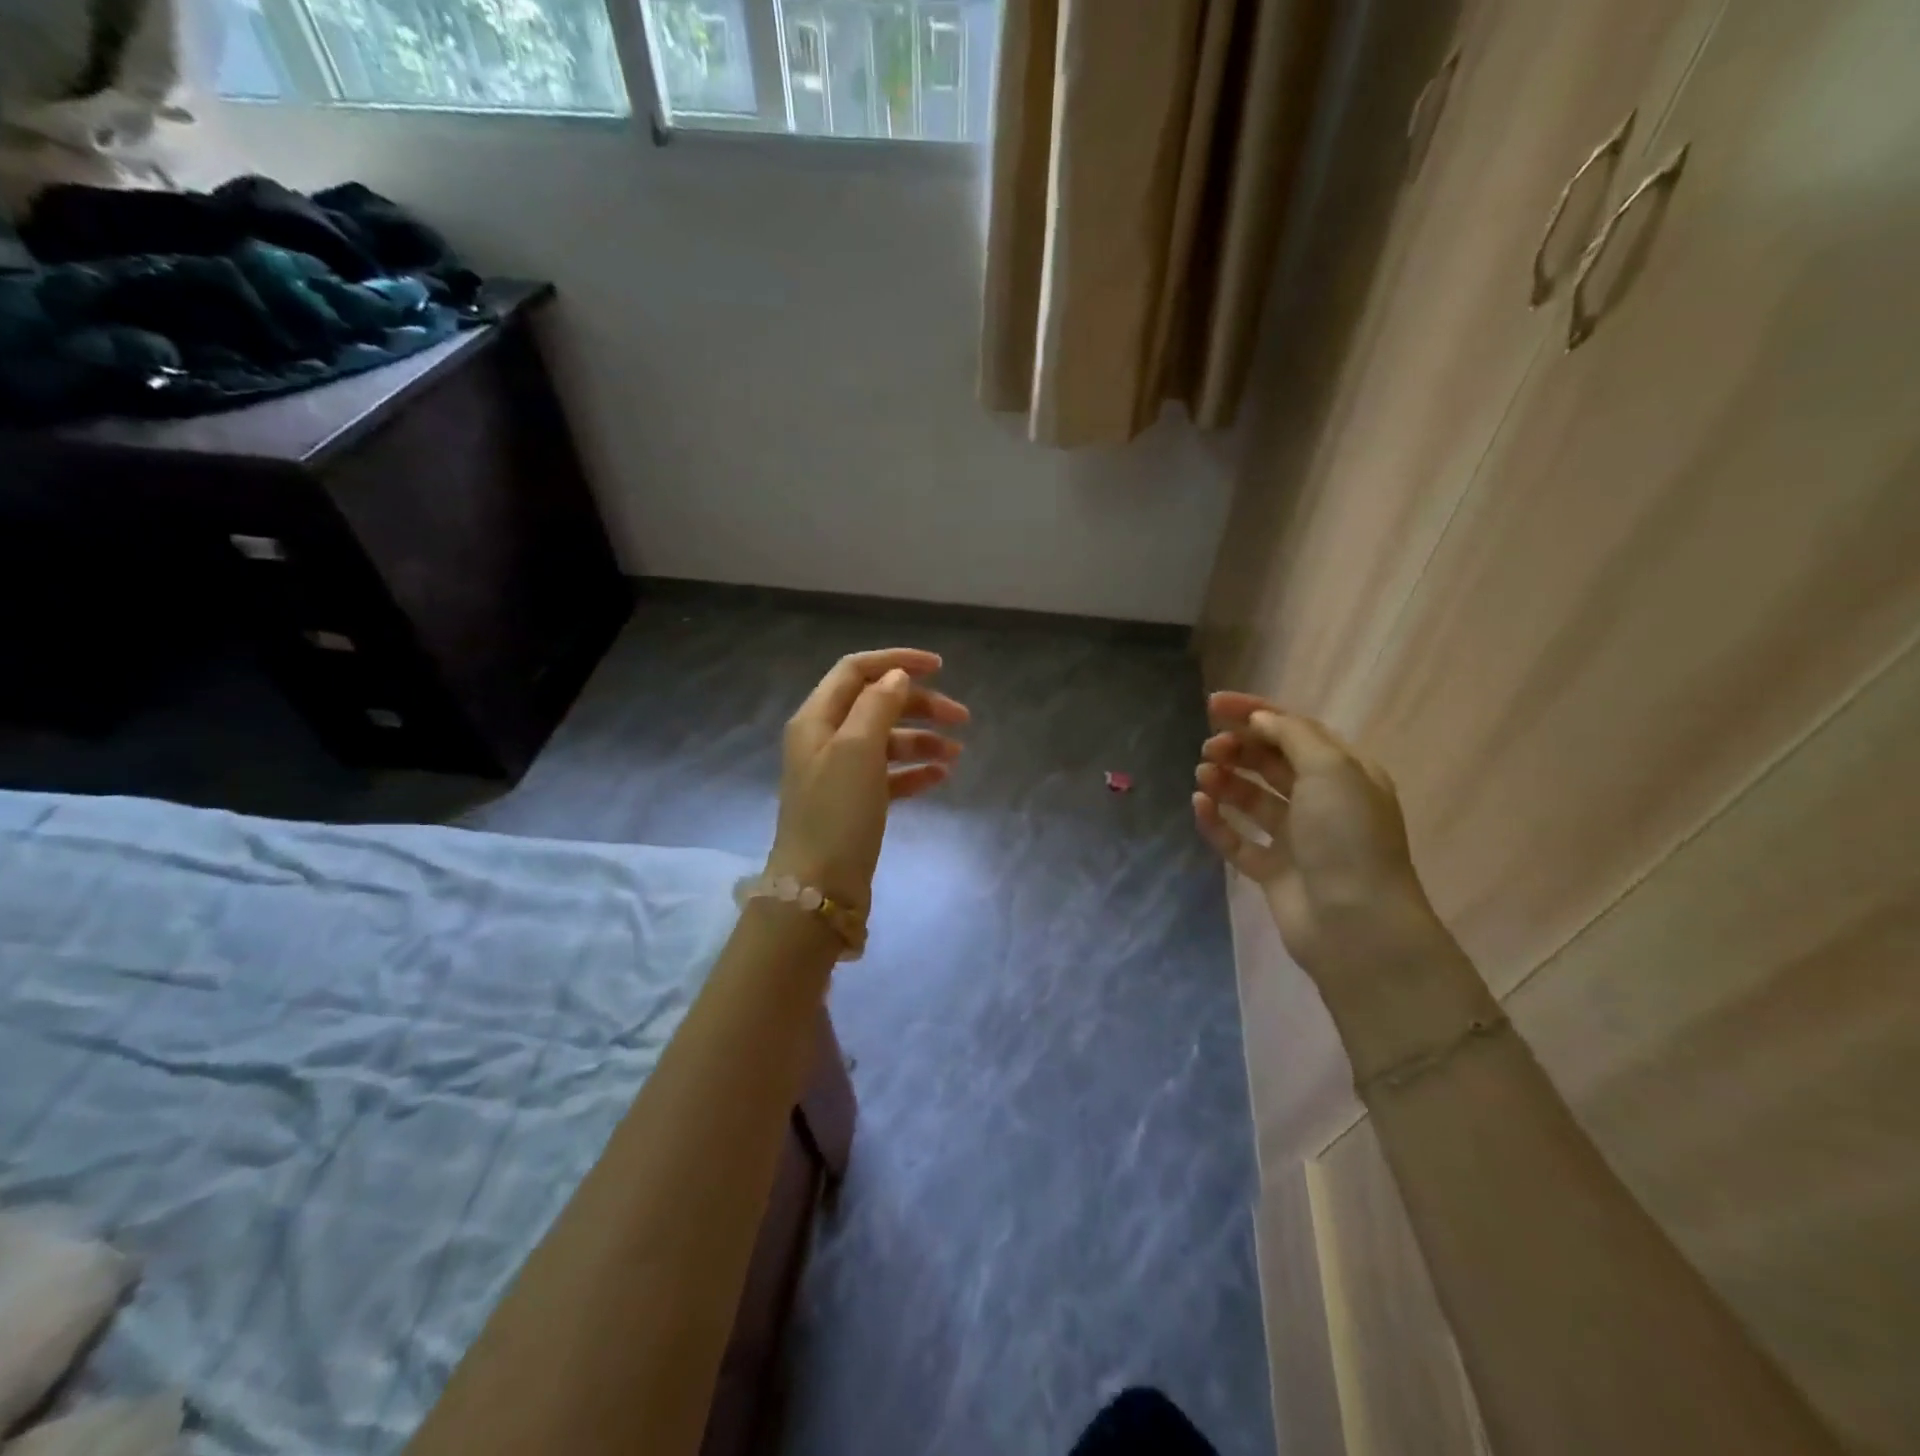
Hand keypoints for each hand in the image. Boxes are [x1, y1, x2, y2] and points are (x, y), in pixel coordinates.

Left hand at [766, 649, 969, 912]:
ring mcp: (839, 774)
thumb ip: (878, 706)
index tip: (940, 668)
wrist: (818, 890)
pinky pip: (888, 775)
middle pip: (876, 705)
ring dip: (922, 740)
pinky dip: (914, 771)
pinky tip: (940, 776)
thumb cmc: (836, 813)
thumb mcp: (857, 750)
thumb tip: (897, 676)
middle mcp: (824, 740)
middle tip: (961, 718)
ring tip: (956, 754)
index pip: (856, 671)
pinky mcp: (854, 804)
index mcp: (816, 719)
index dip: (896, 662)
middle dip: (919, 705)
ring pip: (886, 741)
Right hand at [1192, 692, 1455, 999]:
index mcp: (1345, 773)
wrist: (1356, 924)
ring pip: (1252, 799)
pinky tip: (1200, 805)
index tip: (1212, 704)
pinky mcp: (1273, 871)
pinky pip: (1238, 839)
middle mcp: (1322, 802)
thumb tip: (1259, 719)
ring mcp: (1297, 839)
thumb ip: (1292, 735)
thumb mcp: (1331, 769)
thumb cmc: (1347, 837)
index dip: (1254, 712)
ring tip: (1203, 775)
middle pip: (1271, 763)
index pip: (1294, 730)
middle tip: (1210, 747)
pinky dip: (1218, 820)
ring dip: (1226, 781)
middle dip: (1238, 748)